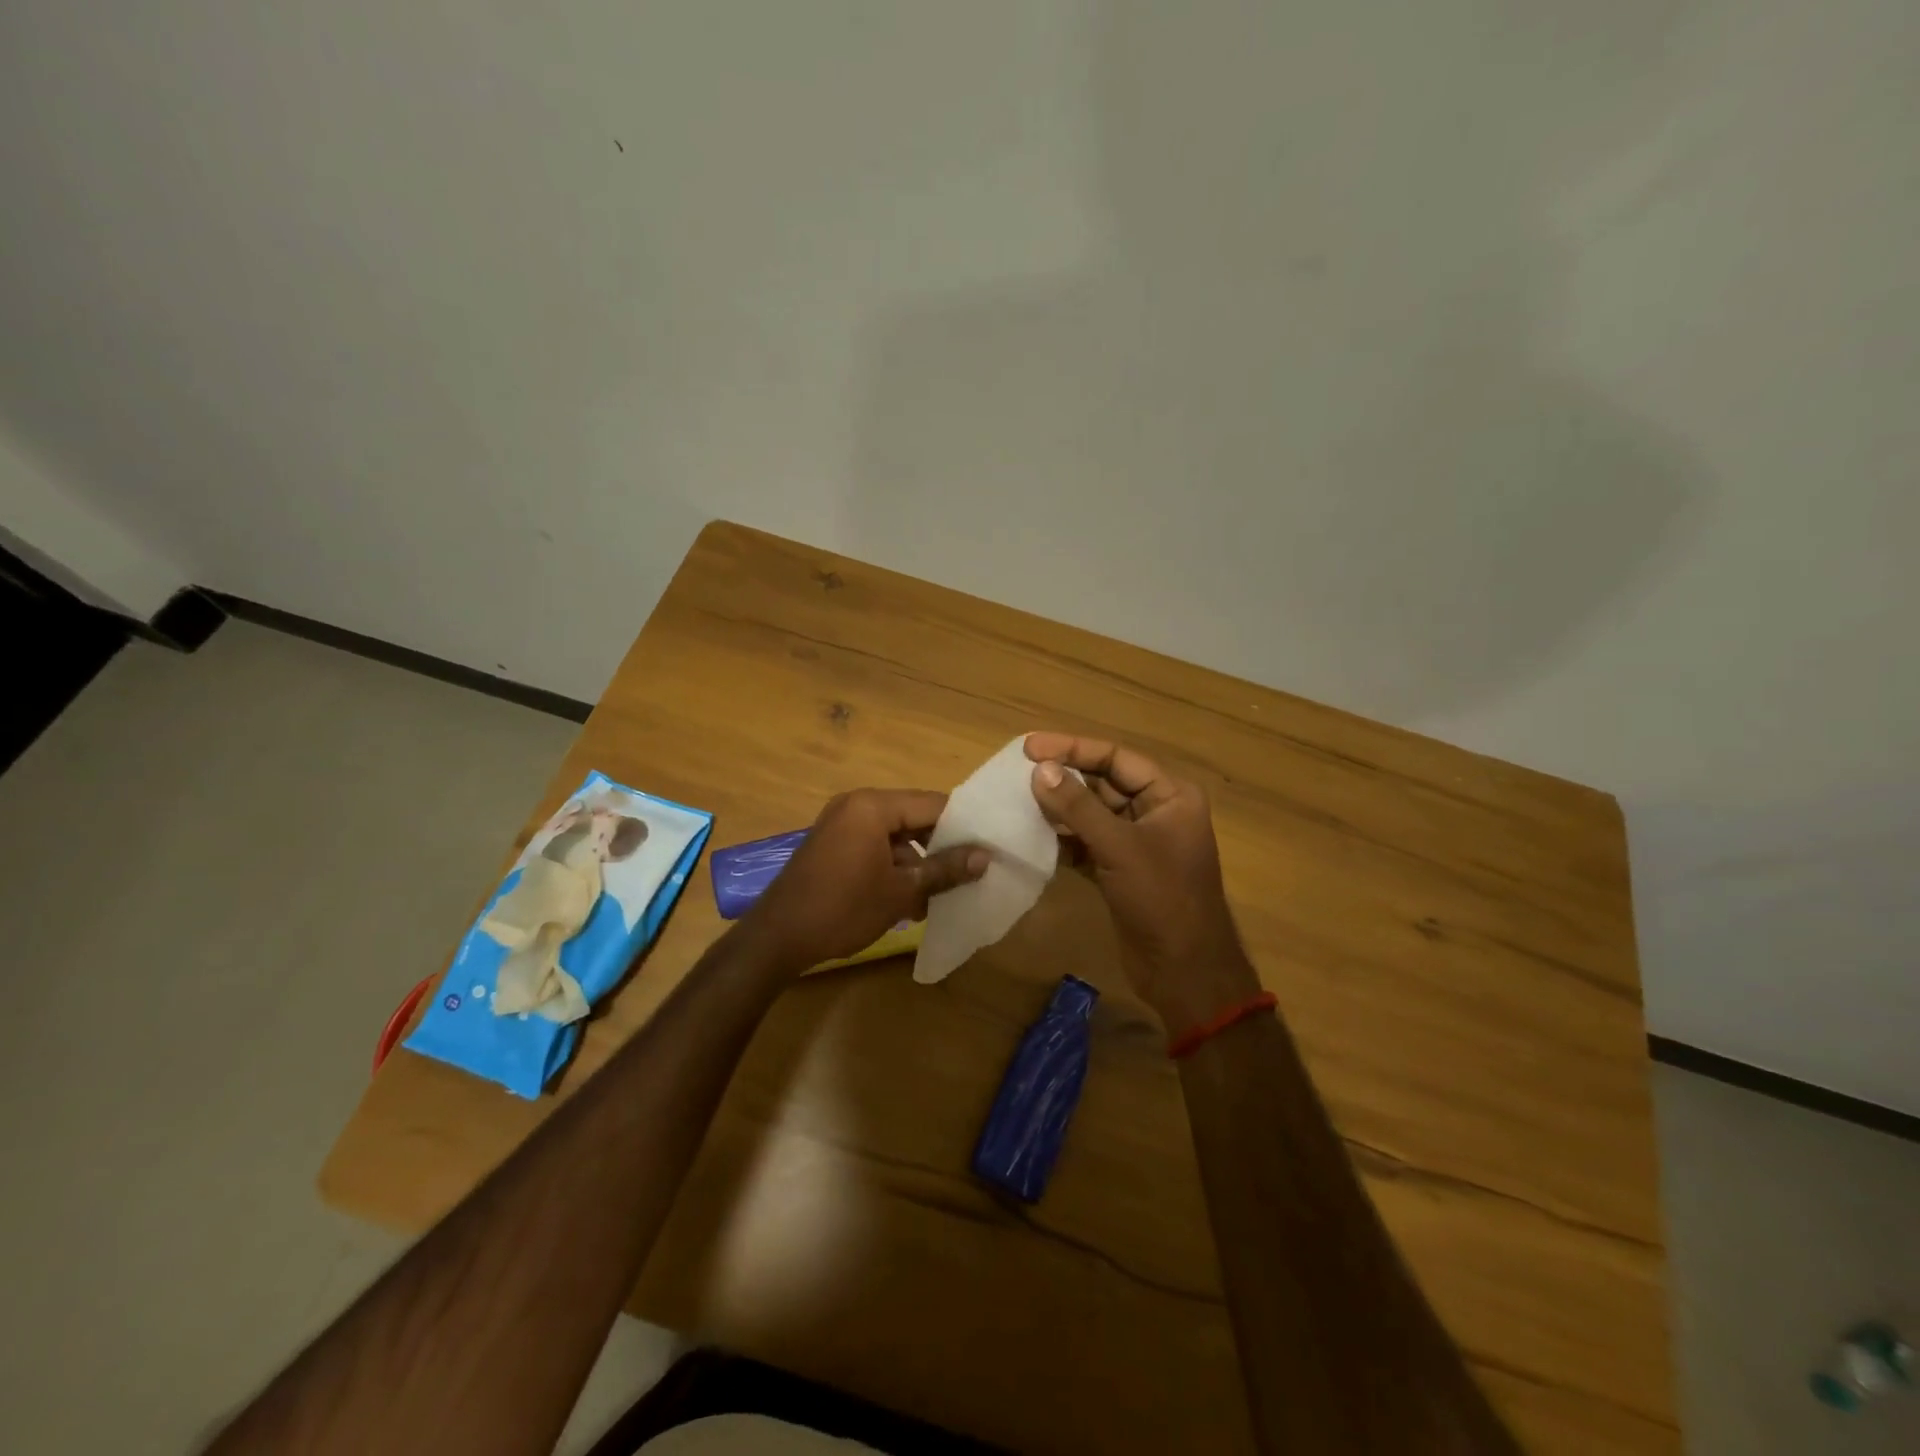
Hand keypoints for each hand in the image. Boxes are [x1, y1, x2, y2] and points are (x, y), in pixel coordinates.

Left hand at [739, 789, 987, 972]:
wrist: (778, 937)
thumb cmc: (843, 909)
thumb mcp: (901, 892)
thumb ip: (945, 870)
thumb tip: (985, 857)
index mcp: (873, 806)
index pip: (933, 804)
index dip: (963, 825)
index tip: (989, 847)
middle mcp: (856, 805)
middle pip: (914, 817)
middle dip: (941, 845)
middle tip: (971, 870)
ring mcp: (841, 824)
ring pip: (896, 835)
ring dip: (918, 861)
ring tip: (942, 893)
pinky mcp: (833, 844)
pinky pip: (875, 845)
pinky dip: (894, 866)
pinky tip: (911, 899)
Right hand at [1024, 733, 1259, 1032]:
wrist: (1184, 971)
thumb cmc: (1162, 899)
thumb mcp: (1119, 847)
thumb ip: (1078, 807)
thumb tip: (1041, 770)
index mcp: (1170, 795)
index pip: (1116, 758)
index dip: (1073, 749)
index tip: (1029, 748)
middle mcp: (1156, 811)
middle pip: (1103, 783)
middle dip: (1063, 778)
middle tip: (1018, 773)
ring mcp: (1138, 842)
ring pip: (1092, 814)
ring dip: (1059, 809)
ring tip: (1018, 800)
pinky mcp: (1121, 869)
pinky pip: (1087, 842)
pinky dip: (1063, 839)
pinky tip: (1033, 835)